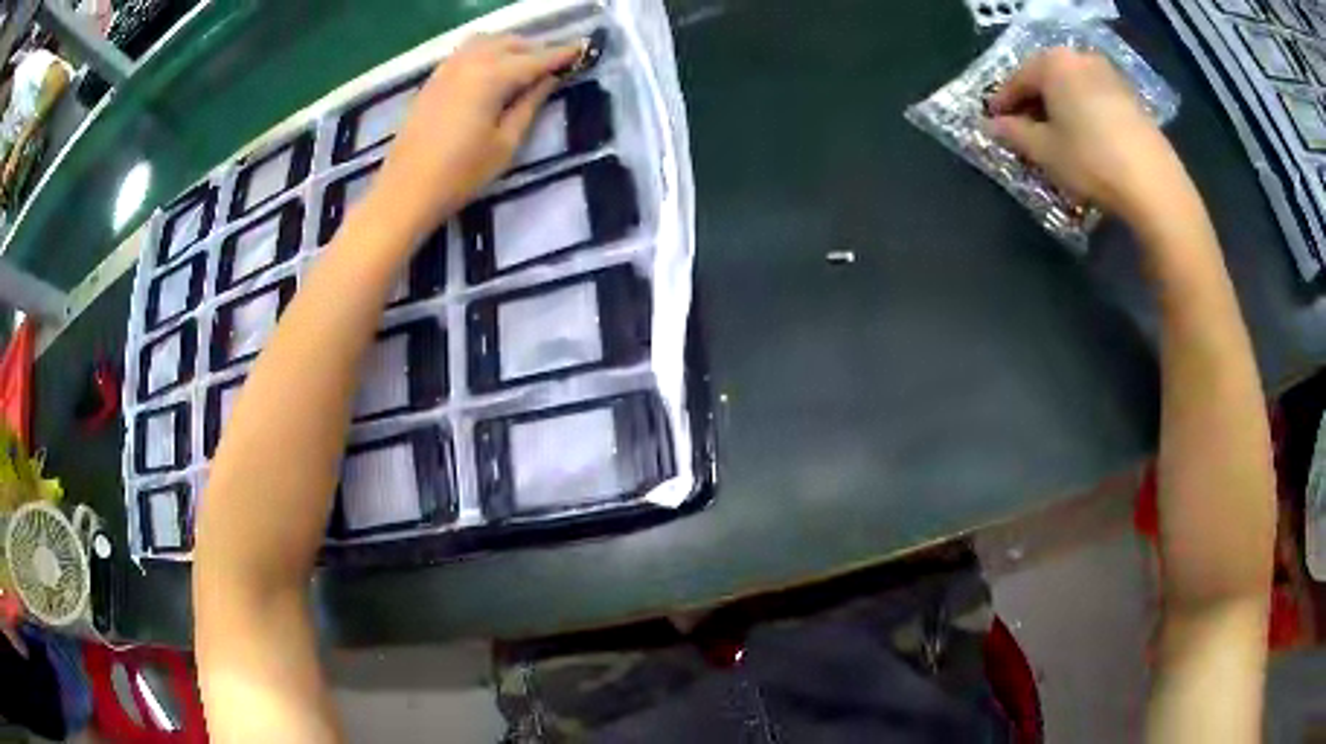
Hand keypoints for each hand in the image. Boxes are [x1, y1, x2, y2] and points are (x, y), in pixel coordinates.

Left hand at [368, 34, 581, 238]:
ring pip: (486, 41)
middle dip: (536, 48)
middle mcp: (469, 63)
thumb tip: (549, 80)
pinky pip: (465, 52)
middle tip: (556, 63)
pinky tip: (492, 69)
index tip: (582, 51)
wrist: (405, 191)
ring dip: (510, 46)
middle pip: (510, 43)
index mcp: (491, 78)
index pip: (535, 59)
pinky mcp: (432, 80)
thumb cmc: (460, 175)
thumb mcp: (506, 144)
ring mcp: (447, 69)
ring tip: (525, 63)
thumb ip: (530, 105)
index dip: (560, 55)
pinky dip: (486, 51)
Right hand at [986, 48, 1190, 226]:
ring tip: (1056, 137)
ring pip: (1072, 88)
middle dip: (1033, 104)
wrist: (1154, 185)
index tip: (994, 123)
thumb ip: (1013, 133)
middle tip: (1024, 131)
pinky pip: (1094, 98)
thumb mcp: (1044, 151)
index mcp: (1053, 63)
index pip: (1017, 79)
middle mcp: (1079, 59)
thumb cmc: (1091, 160)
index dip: (1002, 103)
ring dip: (1060, 109)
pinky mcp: (1130, 98)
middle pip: (1046, 79)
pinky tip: (1084, 139)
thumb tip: (991, 125)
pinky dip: (1083, 113)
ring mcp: (1109, 75)